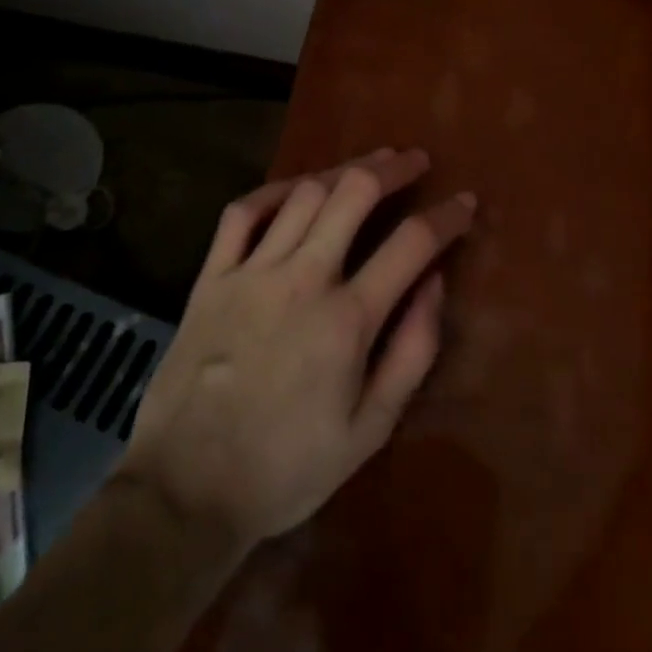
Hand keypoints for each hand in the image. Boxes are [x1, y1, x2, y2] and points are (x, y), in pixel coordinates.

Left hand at [119, 149, 474, 548]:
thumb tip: (435, 284)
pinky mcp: (211, 278)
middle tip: (416, 161)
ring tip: (368, 164)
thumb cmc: (288, 468)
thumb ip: (412, 352)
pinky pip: (242, 214)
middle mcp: (302, 279)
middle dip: (393, 169)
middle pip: (354, 194)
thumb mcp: (371, 429)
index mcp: (348, 319)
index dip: (446, 217)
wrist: (186, 491)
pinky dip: (272, 190)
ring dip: (342, 170)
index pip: (412, 244)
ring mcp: (251, 272)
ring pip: (303, 194)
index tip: (465, 203)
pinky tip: (296, 187)